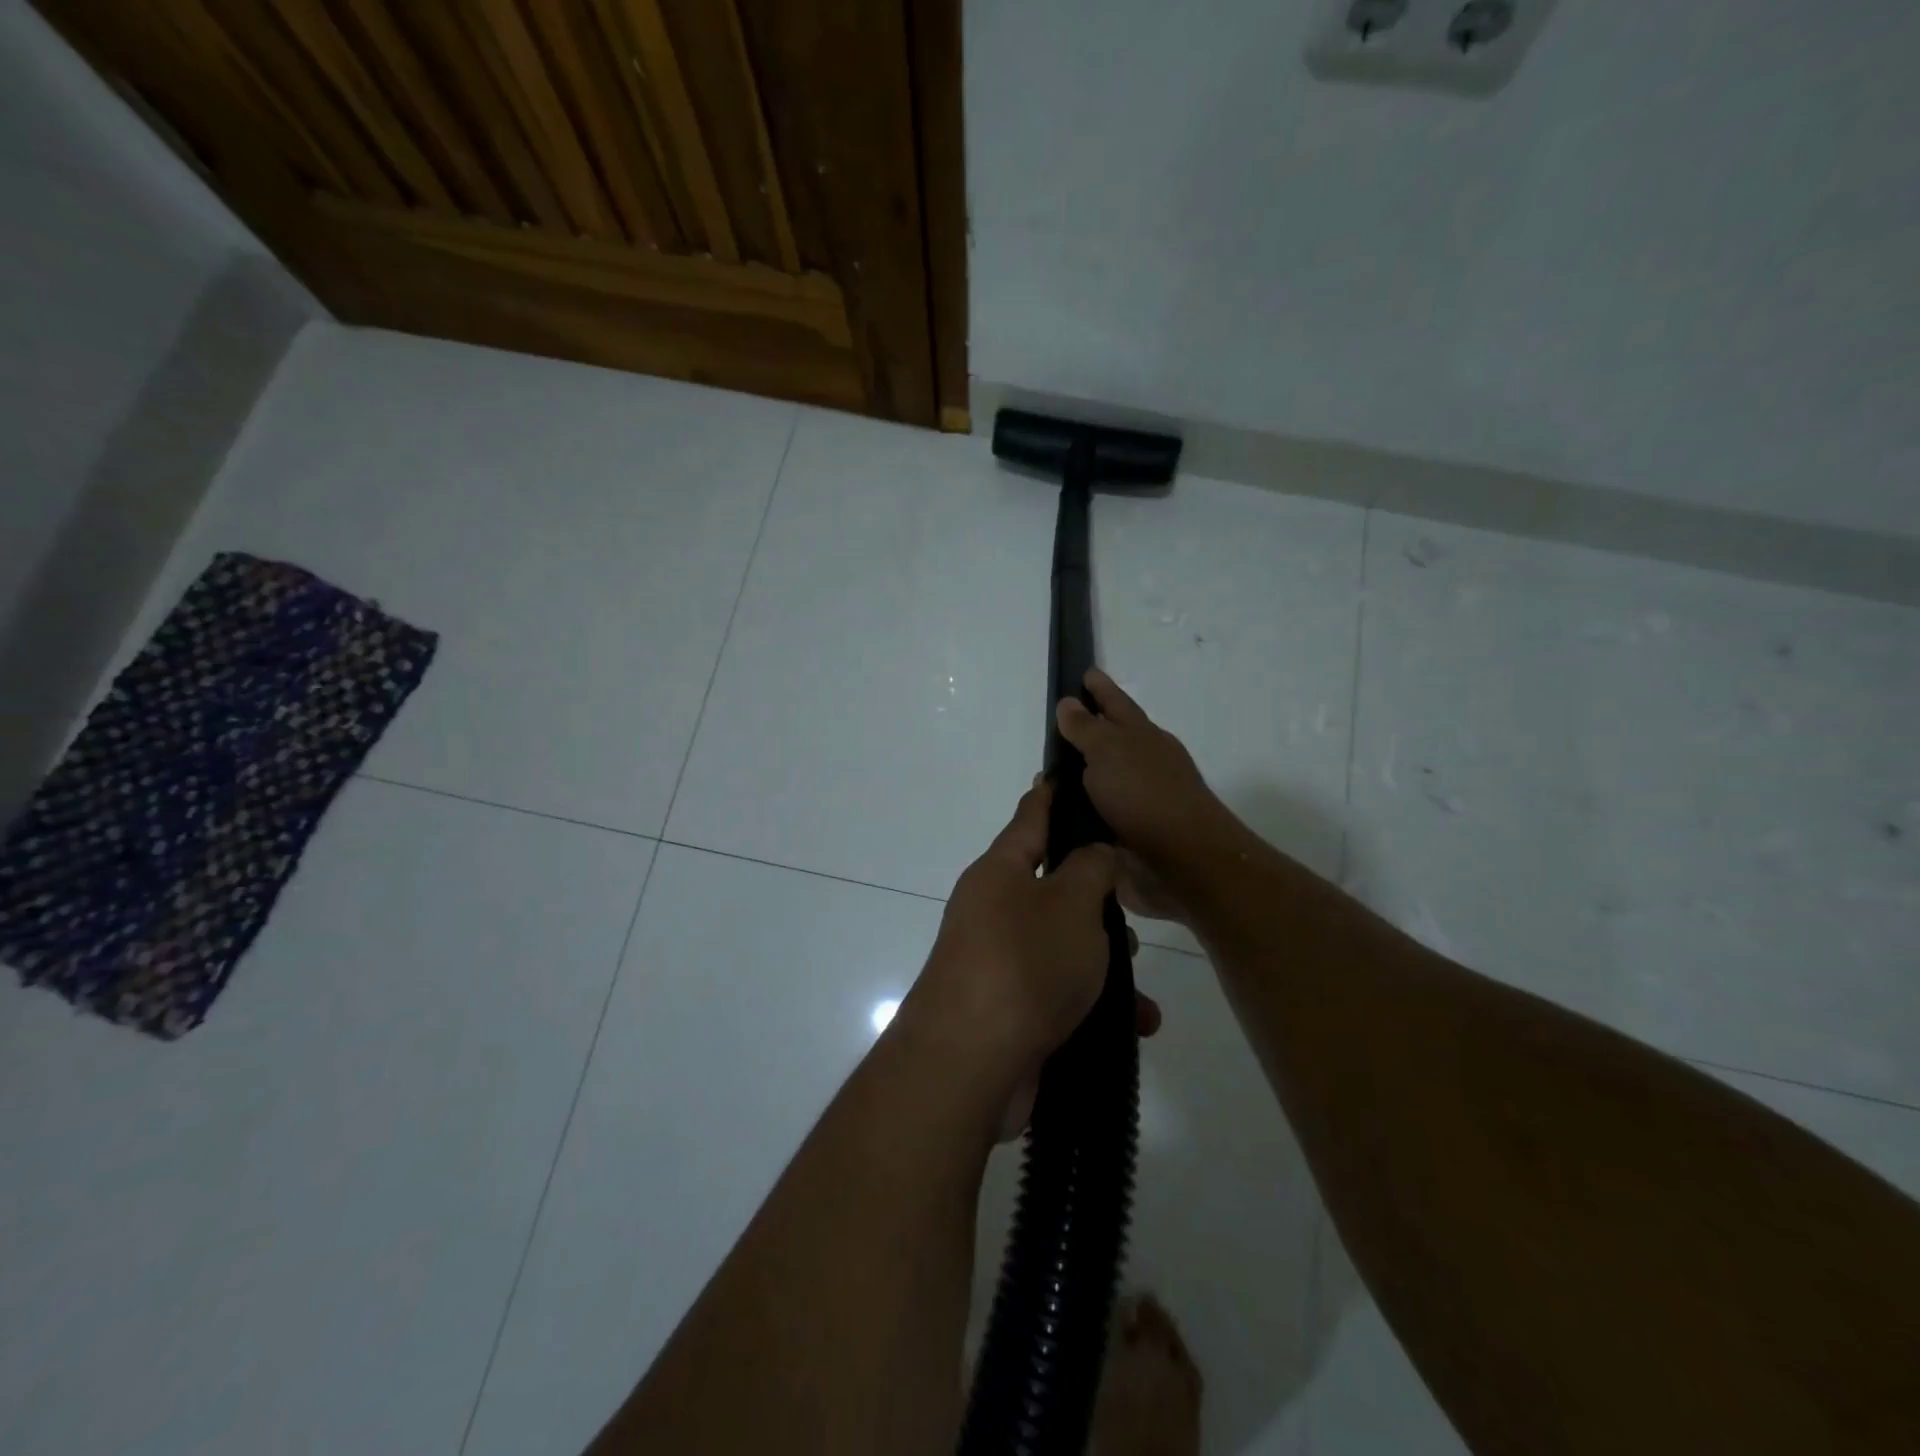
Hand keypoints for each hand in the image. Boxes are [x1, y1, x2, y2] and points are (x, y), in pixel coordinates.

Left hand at [901, 781, 1160, 1136]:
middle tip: (1131, 902)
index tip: (1063, 773)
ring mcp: (997, 962)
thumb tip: (1094, 852)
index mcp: (999, 872)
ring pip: (1062, 945)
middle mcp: (992, 910)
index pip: (1030, 818)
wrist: (970, 1065)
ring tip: (1139, 981)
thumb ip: (1092, 868)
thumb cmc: (1025, 963)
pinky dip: (1096, 1004)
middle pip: (1050, 887)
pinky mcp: (1008, 1010)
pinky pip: (1060, 993)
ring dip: (1103, 959)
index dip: (1050, 795)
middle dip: (1094, 896)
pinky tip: (1135, 1024)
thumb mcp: (1072, 903)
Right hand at [1055, 670, 1234, 922]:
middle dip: (1087, 733)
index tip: (1085, 673)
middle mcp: (1143, 765)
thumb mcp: (1109, 750)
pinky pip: (1095, 815)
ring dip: (1077, 779)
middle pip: (1111, 741)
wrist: (1181, 860)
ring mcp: (1138, 801)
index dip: (1100, 688)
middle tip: (1054, 728)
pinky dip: (1077, 812)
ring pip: (1101, 781)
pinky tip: (1055, 815)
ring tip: (1044, 779)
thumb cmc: (1145, 794)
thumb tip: (1069, 702)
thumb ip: (1086, 728)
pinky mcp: (1129, 835)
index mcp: (1143, 737)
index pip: (1117, 704)